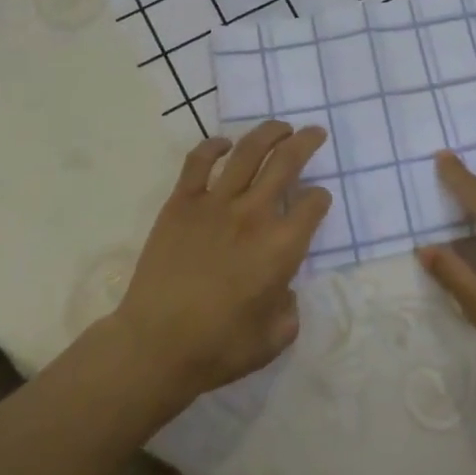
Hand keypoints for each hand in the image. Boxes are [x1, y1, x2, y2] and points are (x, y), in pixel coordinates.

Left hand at [113, 120, 330, 400]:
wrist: (155, 345)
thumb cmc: (218, 348)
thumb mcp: (274, 339)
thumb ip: (289, 309)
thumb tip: (285, 290)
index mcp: (282, 247)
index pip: (313, 205)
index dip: (320, 198)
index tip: (318, 199)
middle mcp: (254, 214)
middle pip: (287, 163)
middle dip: (306, 143)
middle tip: (314, 132)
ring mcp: (215, 203)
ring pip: (248, 152)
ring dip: (269, 133)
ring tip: (280, 127)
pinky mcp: (181, 203)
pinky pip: (199, 162)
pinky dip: (214, 146)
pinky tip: (224, 143)